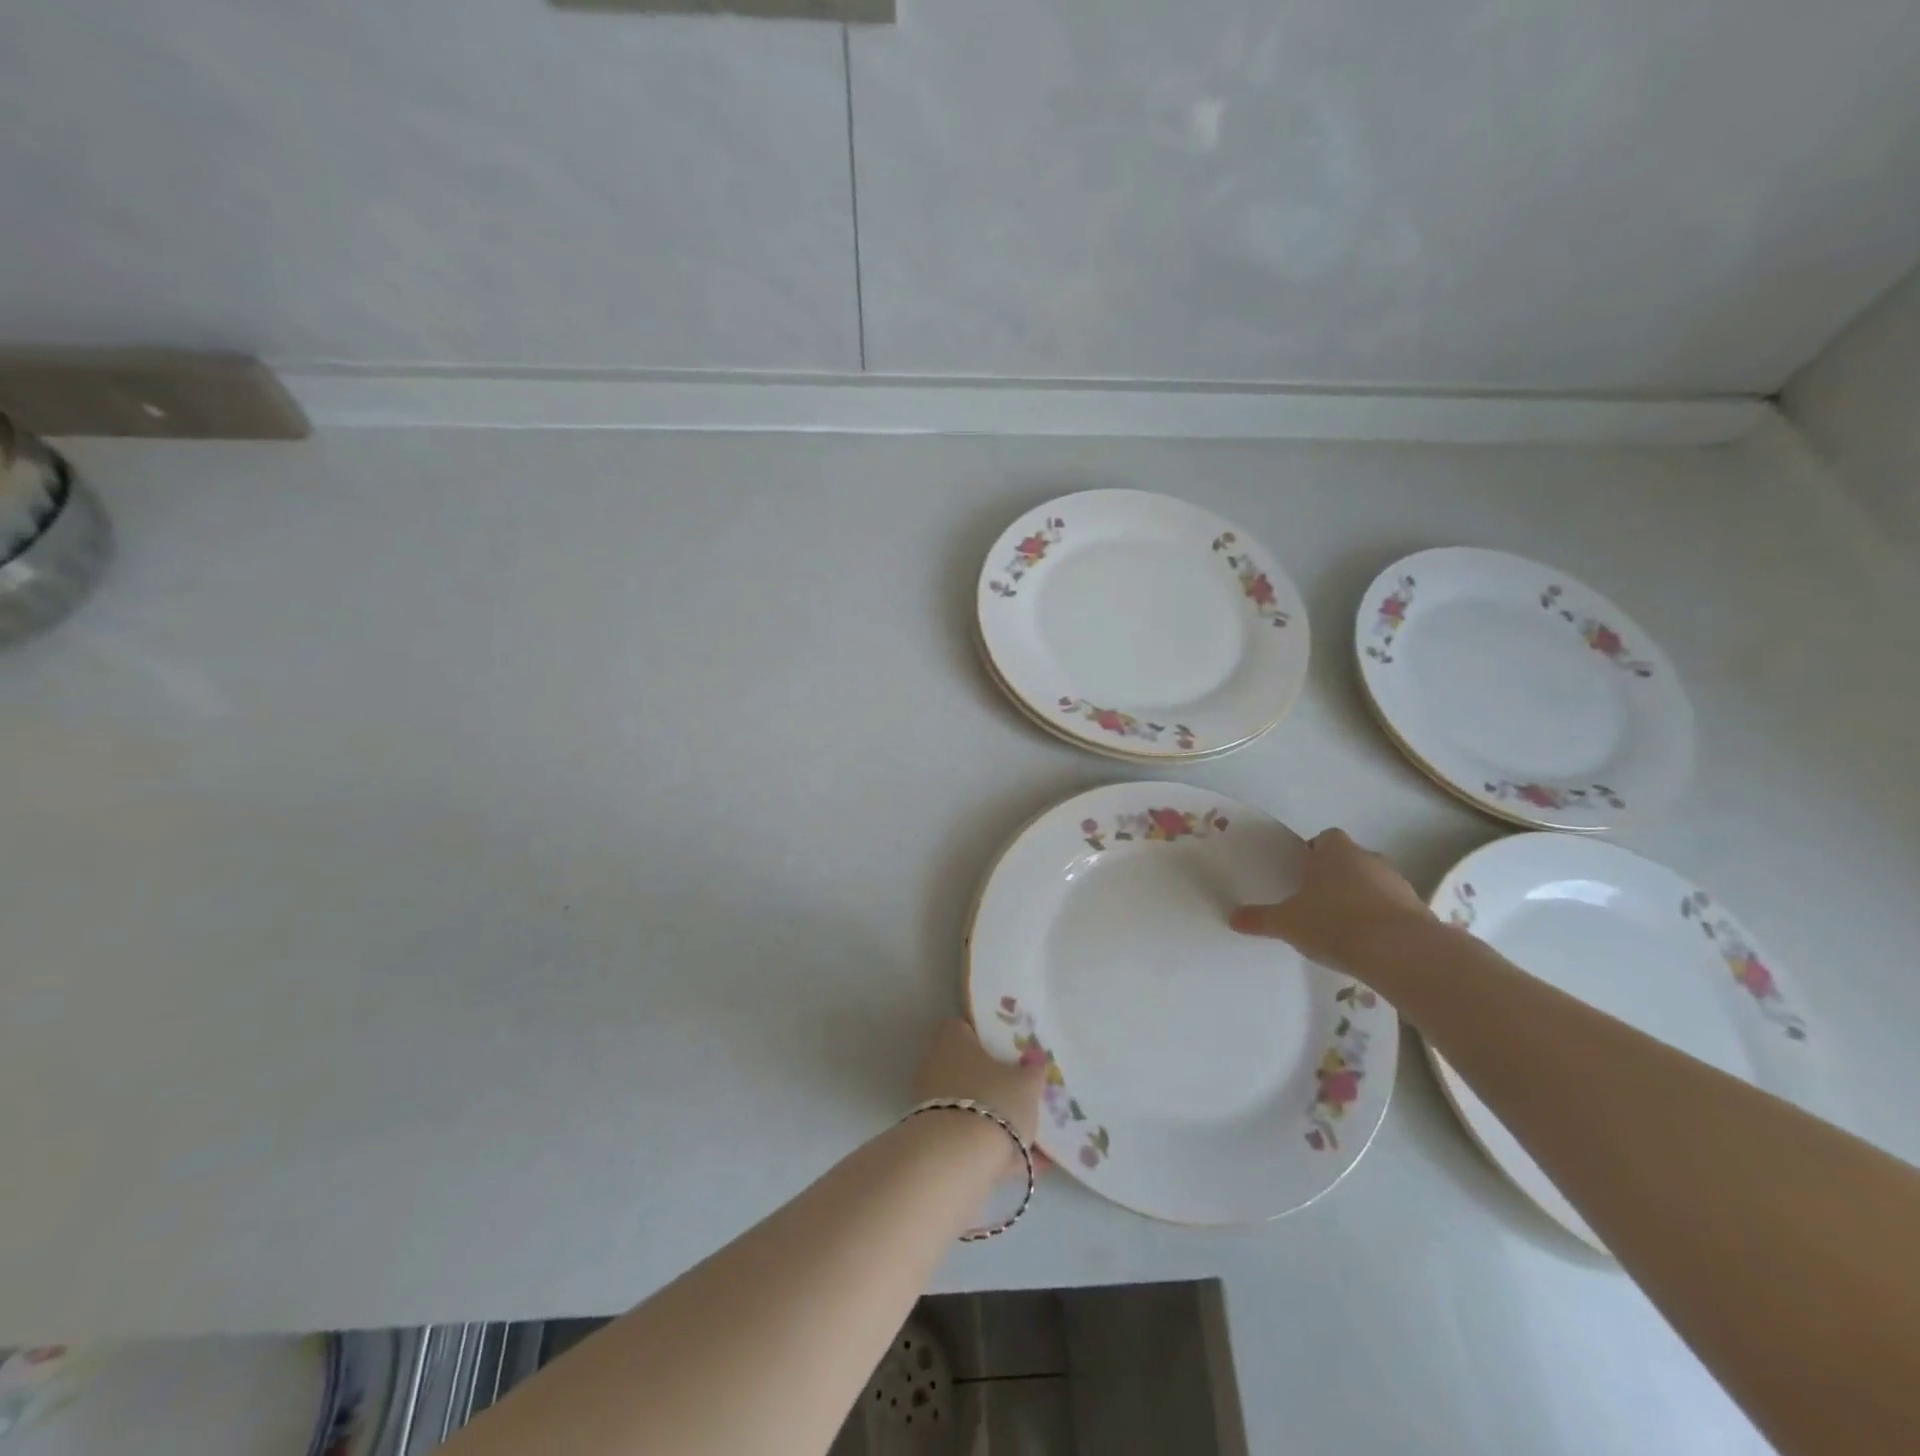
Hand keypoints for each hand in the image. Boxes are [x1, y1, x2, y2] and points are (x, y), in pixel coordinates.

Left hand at [914, 1019, 1046, 1151]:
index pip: (964, 1026)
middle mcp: (934, 1066)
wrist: (956, 1160)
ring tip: (1030, 1132)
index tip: (1009, 1049)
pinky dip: (993, 1147)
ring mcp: (931, 1104)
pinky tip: (1023, 1162)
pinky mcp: (933, 1140)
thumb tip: (1035, 1061)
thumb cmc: (993, 1102)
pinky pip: (968, 1137)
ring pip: (970, 1104)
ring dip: (995, 1117)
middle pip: (967, 1068)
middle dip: (993, 1081)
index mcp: (952, 1040)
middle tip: (1021, 1091)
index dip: (986, 1035)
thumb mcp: (1026, 1084)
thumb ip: (1033, 1071)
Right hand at [1229, 828, 1433, 970]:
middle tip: (1317, 903)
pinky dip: (1382, 920)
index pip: (1324, 839)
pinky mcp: (1418, 909)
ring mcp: (1397, 882)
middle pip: (1349, 860)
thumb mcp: (1287, 923)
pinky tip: (1368, 943)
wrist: (1400, 951)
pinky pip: (1393, 908)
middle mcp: (1367, 858)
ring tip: (1343, 927)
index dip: (1313, 855)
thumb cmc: (1334, 923)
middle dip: (1336, 877)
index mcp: (1334, 852)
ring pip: (1373, 883)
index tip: (1302, 877)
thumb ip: (1260, 919)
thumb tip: (1233, 918)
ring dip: (1361, 898)